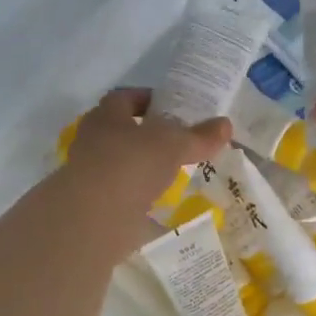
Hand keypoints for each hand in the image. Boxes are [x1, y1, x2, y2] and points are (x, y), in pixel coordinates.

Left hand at [63, 88, 229, 214]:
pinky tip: (159, 202)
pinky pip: (120, 193)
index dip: (148, 99)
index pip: (125, 97)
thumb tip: (226, 124)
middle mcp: (92, 140)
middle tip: (177, 141)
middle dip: (147, 135)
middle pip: (121, 130)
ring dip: (142, 166)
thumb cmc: (130, 166)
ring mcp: (89, 173)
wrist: (93, 218)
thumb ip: (199, 136)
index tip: (171, 107)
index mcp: (106, 116)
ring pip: (120, 162)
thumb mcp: (173, 146)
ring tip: (172, 172)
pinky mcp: (92, 203)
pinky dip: (138, 195)